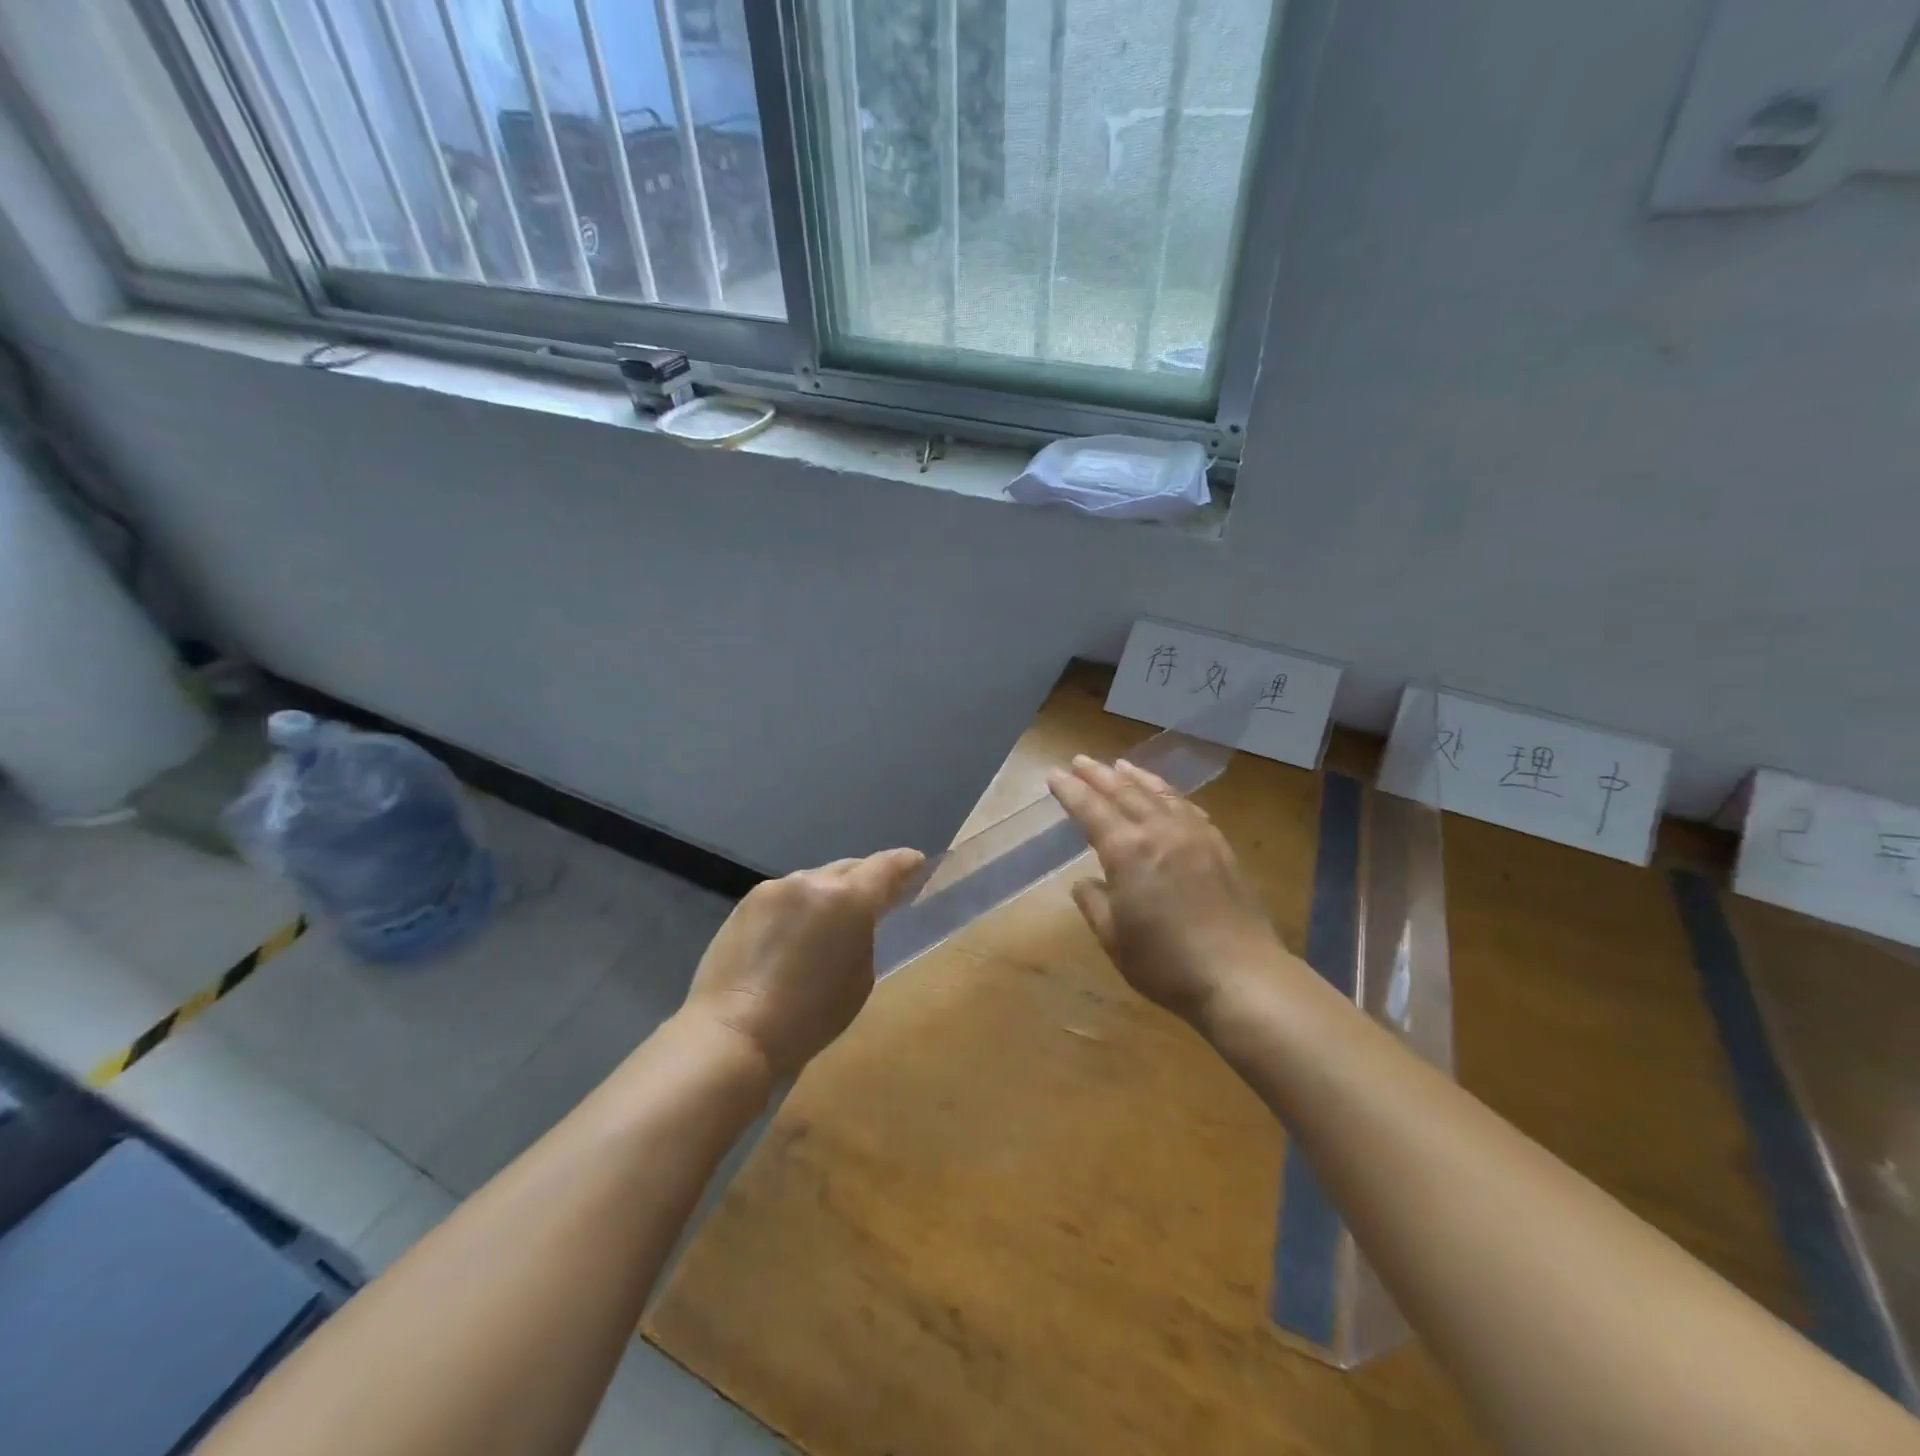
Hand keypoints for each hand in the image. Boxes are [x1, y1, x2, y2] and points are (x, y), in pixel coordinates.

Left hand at [680, 848, 925, 1078]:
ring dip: (831, 893)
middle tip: (879, 897)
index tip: (918, 864)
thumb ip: (868, 938)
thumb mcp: (860, 980)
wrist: (732, 1031)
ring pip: (816, 879)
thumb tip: (863, 921)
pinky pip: (787, 894)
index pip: (887, 866)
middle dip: (867, 879)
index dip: (906, 863)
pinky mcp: (748, 901)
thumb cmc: (808, 1018)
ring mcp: (776, 887)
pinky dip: (800, 905)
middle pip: (851, 867)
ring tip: (833, 919)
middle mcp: (812, 880)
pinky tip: (796, 931)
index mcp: (849, 899)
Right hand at [1047, 756, 1281, 1022]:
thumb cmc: (1166, 962)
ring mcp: (1194, 835)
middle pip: (1124, 791)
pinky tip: (1166, 796)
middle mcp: (1159, 831)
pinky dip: (1169, 794)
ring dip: (1135, 777)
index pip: (1090, 809)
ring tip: (1120, 765)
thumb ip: (1094, 903)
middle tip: (1080, 760)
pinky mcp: (1220, 846)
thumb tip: (1085, 881)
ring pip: (1159, 793)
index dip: (1070, 791)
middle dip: (1098, 774)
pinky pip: (1188, 808)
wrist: (1240, 975)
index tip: (1054, 774)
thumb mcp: (1114, 938)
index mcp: (1127, 850)